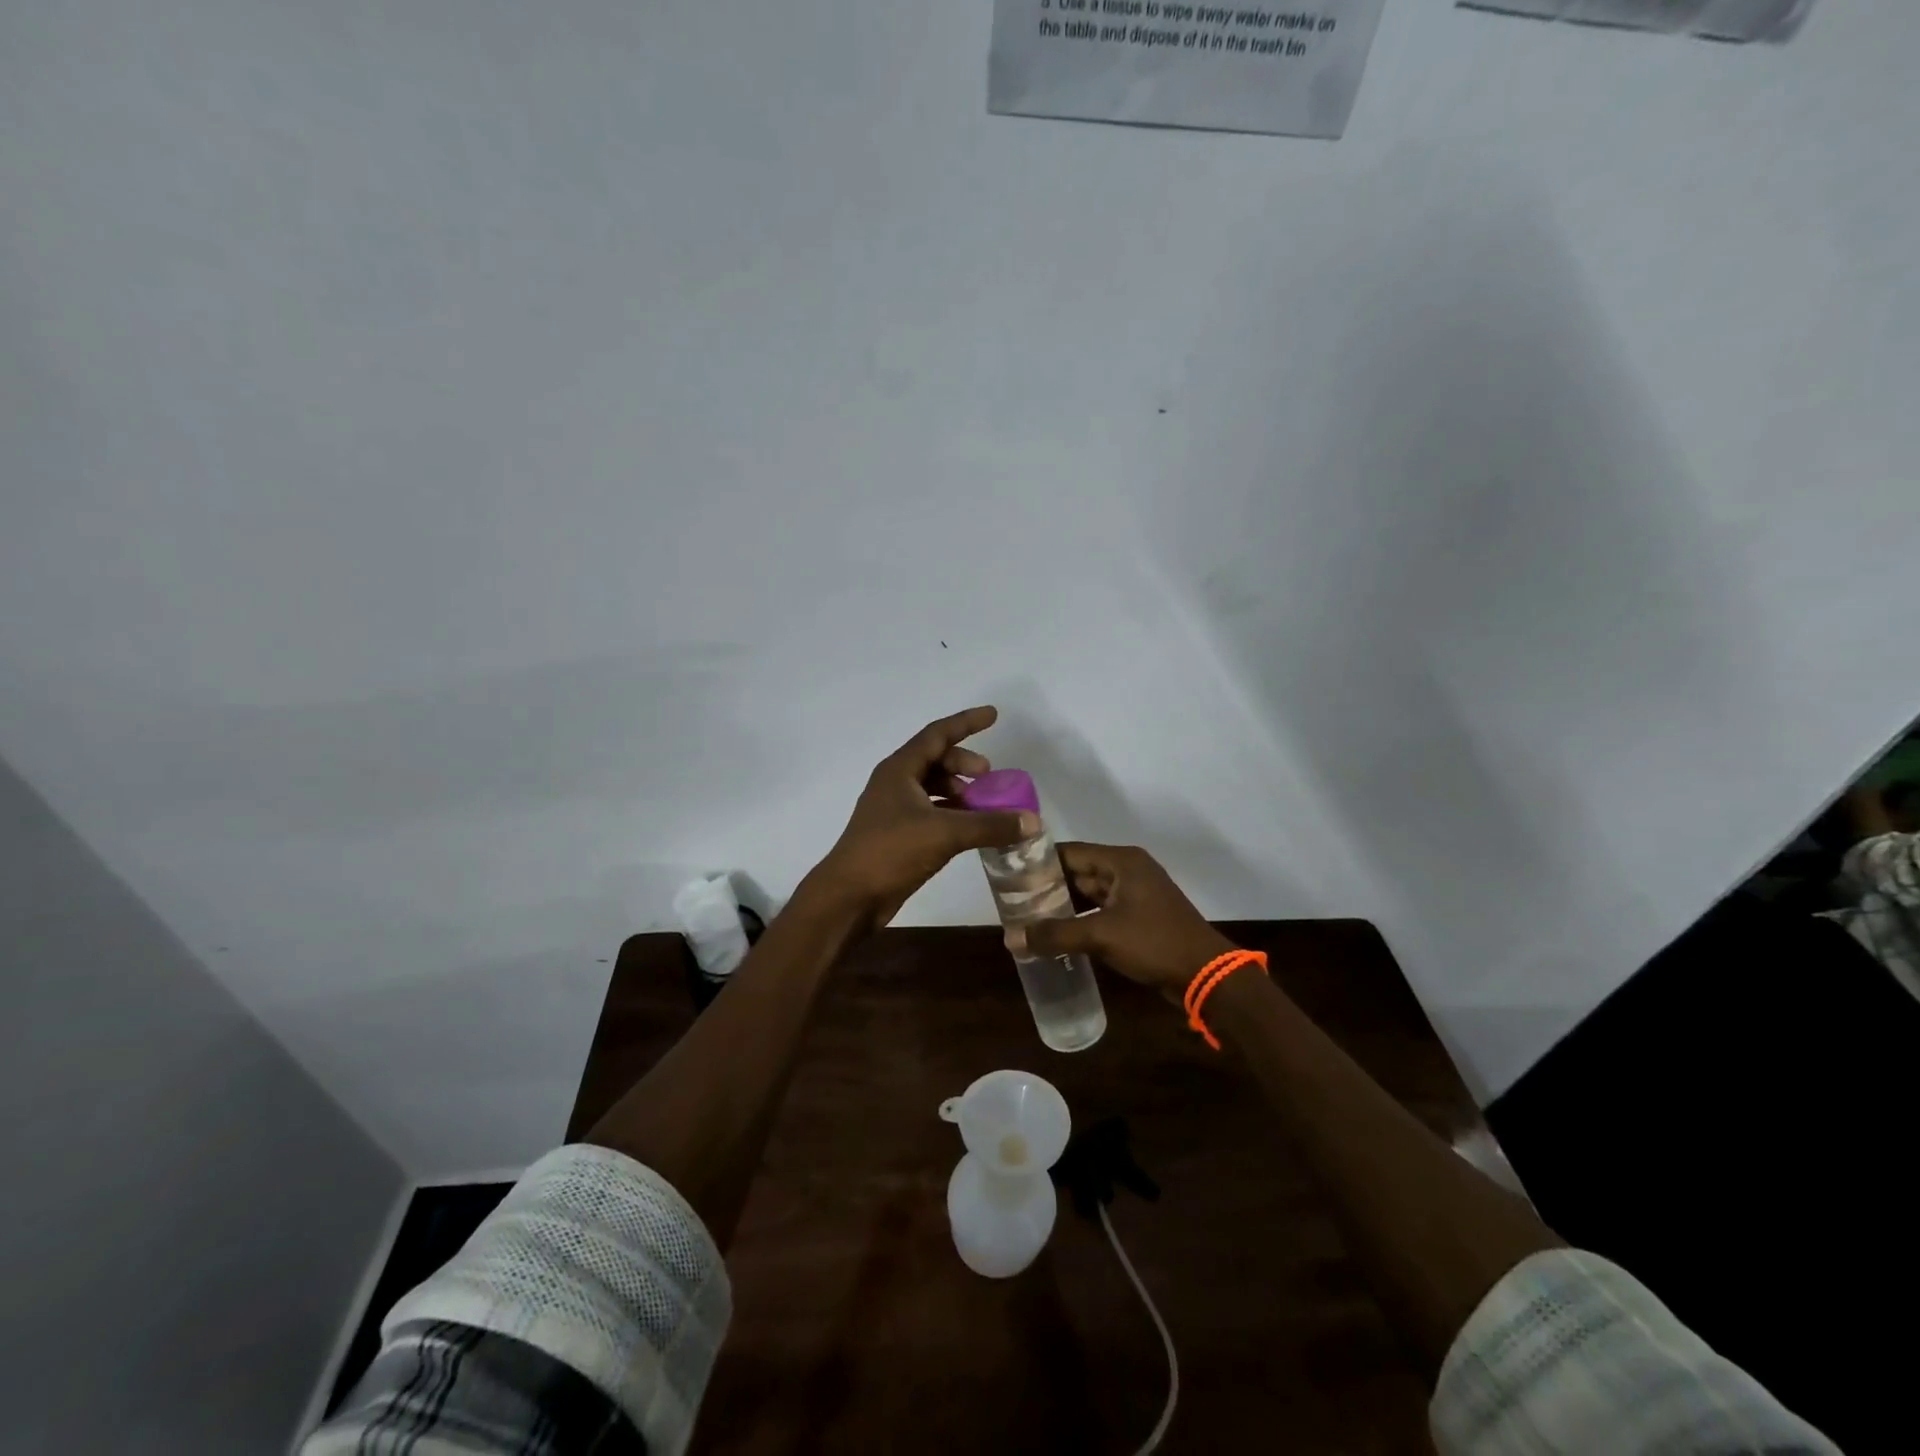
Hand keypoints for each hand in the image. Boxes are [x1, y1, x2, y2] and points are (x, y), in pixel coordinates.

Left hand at [810, 706, 1036, 933]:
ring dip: (960, 791)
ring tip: (984, 806)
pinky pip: (931, 812)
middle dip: (965, 763)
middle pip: (935, 760)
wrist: (849, 896)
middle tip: (989, 777)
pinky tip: (970, 830)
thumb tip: (1032, 821)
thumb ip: (990, 825)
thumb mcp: (945, 833)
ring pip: (932, 788)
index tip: (994, 715)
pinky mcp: (897, 835)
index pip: (937, 734)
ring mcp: (893, 810)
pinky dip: (952, 814)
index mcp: (899, 770)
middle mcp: (895, 783)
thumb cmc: (890, 851)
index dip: (966, 722)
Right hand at [1023, 842, 1234, 1000]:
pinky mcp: (1139, 917)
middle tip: (1013, 899)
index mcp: (1121, 861)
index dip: (1039, 861)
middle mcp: (1128, 870)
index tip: (1009, 874)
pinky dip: (1080, 918)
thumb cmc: (1155, 943)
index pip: (1069, 852)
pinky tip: (1057, 932)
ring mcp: (1135, 894)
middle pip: (1078, 871)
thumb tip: (1010, 938)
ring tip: (1028, 916)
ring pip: (1089, 892)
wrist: (1207, 976)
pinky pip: (1101, 910)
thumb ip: (1055, 934)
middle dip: (1048, 886)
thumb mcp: (1101, 936)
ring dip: (1063, 904)